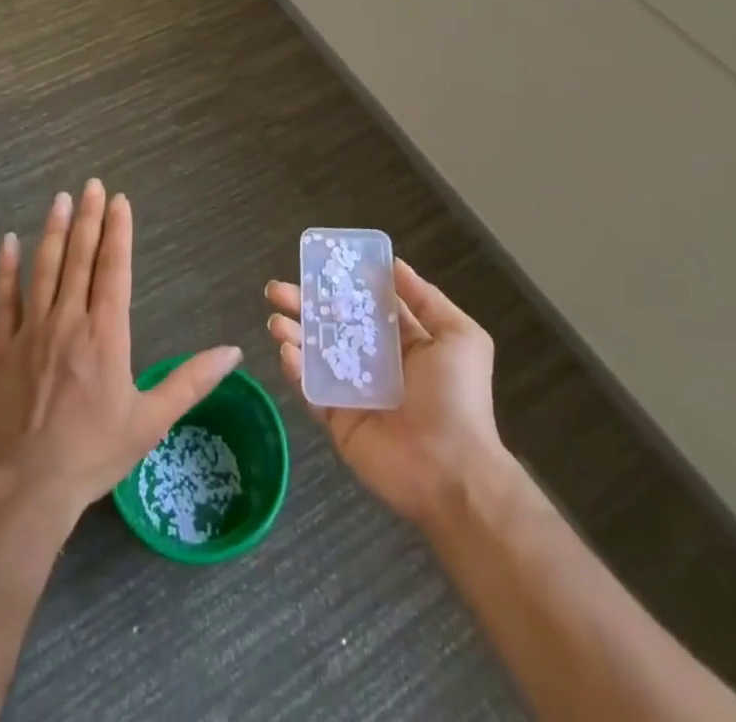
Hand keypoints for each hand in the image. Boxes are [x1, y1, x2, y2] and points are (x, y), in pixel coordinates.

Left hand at [0, 179, 243, 534]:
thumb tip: (234, 350)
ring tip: (60, 199)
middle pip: (80, 257)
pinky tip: (8, 241)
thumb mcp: (151, 421)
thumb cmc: (94, 454)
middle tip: (91, 184)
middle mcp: (69, 320)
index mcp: (106, 334)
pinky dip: (6, 268)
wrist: (26, 488)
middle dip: (88, 217)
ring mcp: (31, 331)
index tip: (119, 200)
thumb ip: (191, 381)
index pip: (114, 269)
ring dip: (53, 230)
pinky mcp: (1, 347)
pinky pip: (4, 299)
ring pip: (44, 268)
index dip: (118, 232)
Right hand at [266, 258, 513, 525]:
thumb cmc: (459, 398)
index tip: (316, 263)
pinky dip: (295, 370)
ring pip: (314, 354)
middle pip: (331, 324)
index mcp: (402, 341)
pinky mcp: (337, 420)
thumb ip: (426, 299)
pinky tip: (286, 350)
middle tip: (277, 288)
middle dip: (304, 303)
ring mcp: (352, 391)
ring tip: (275, 319)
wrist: (453, 472)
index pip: (364, 304)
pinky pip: (311, 390)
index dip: (340, 283)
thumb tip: (394, 264)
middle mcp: (374, 361)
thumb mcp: (459, 337)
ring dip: (292, 333)